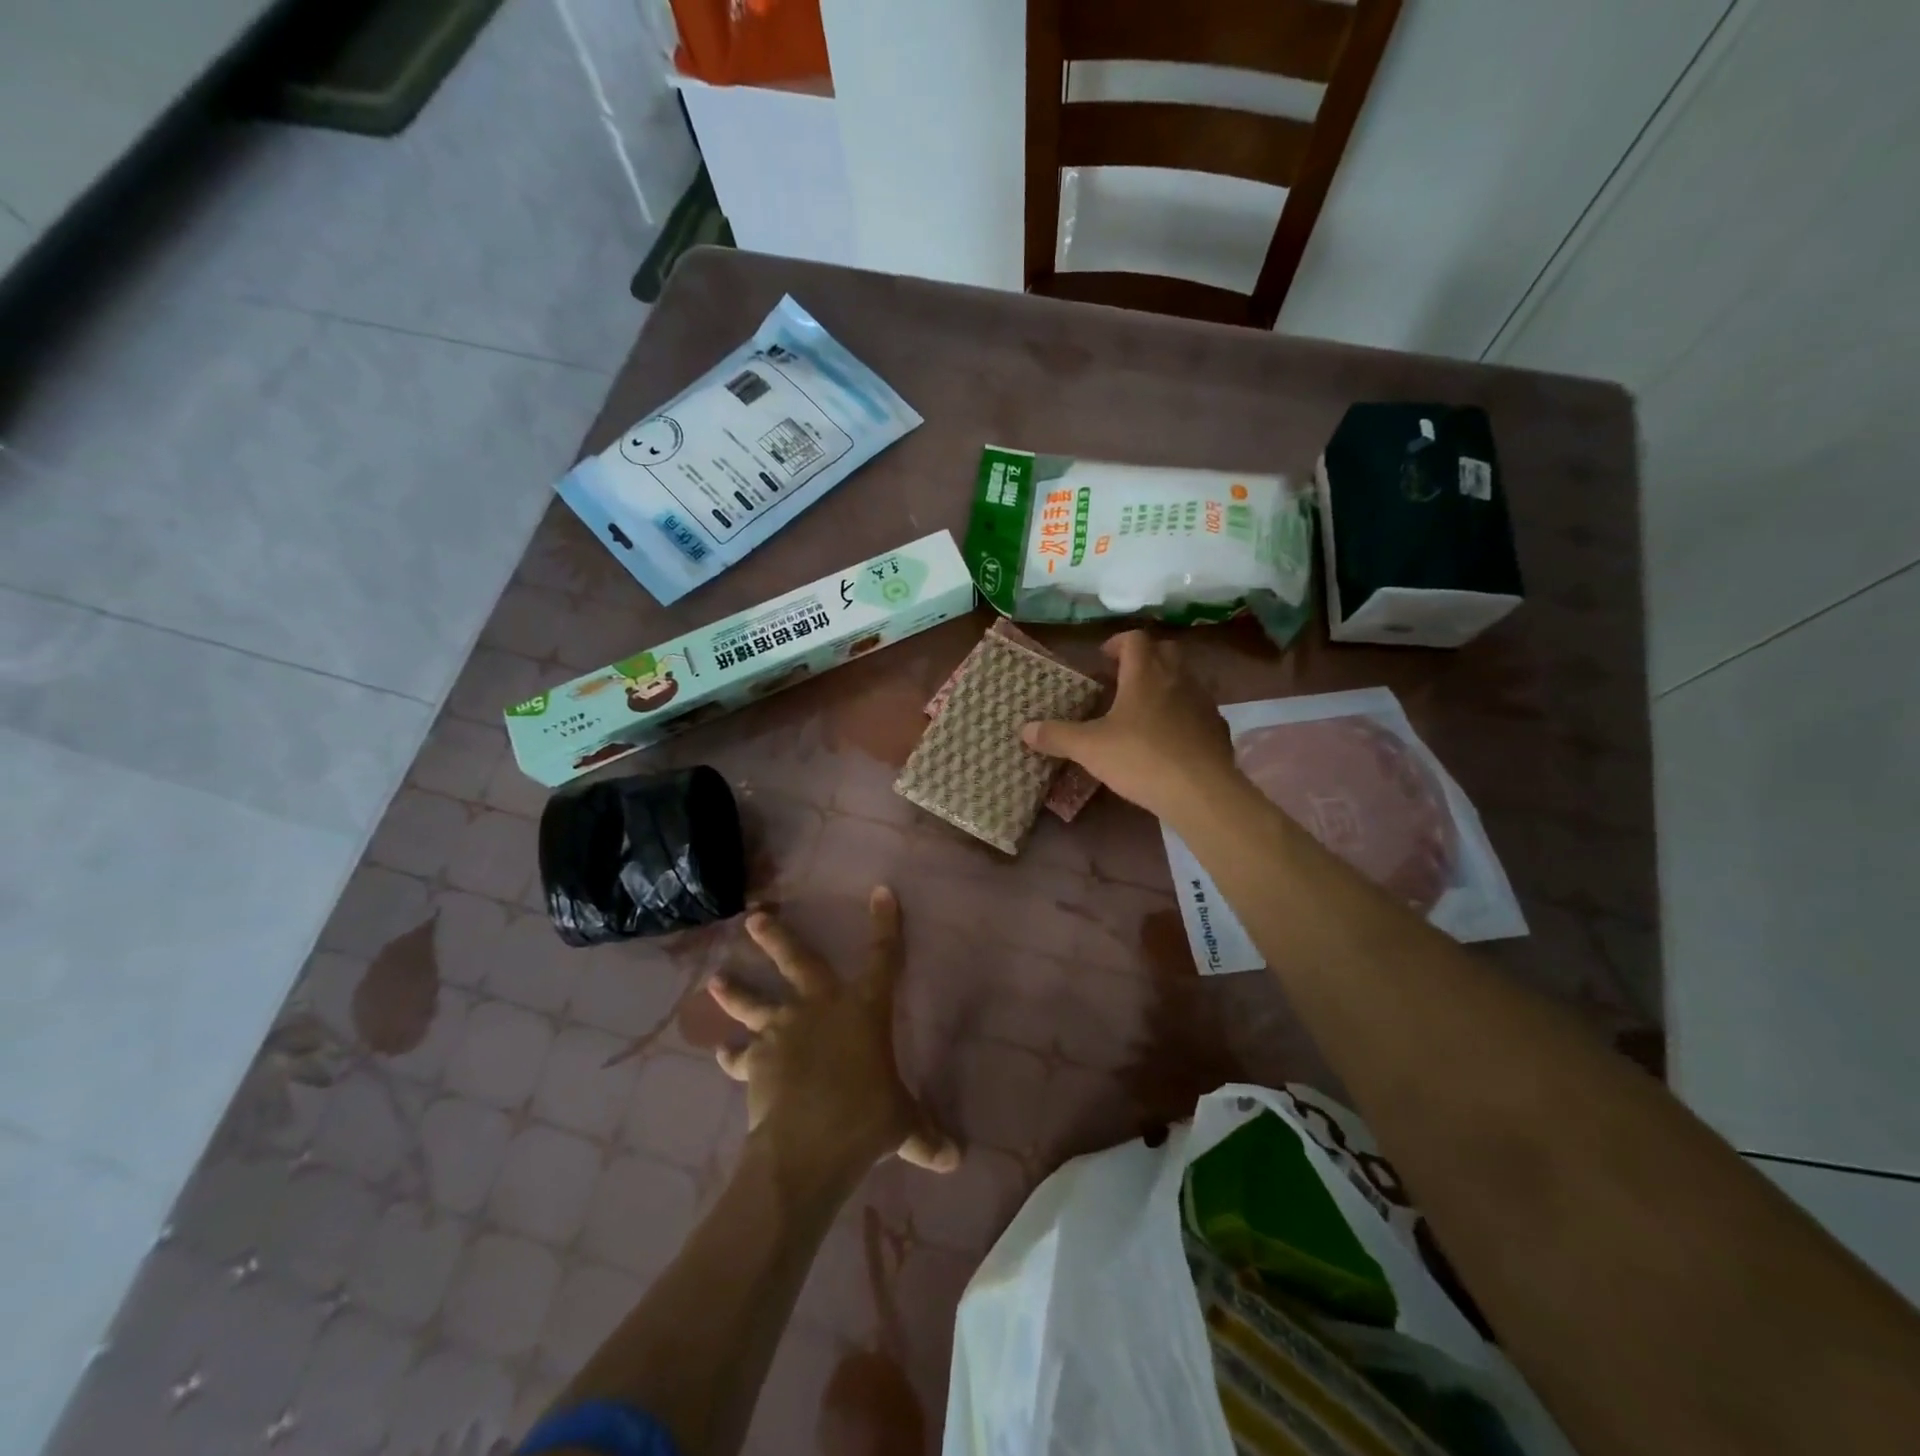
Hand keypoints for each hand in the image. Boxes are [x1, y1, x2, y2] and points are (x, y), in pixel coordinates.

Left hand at [707, 887, 959, 1176]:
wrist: (809, 1145)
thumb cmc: (867, 1120)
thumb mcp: (905, 1127)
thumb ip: (926, 1137)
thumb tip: (955, 1160)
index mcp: (864, 1010)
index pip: (884, 958)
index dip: (886, 924)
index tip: (882, 892)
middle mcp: (820, 1008)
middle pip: (797, 962)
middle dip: (776, 938)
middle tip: (754, 917)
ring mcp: (783, 1031)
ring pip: (754, 1003)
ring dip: (734, 992)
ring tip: (715, 979)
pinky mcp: (756, 1062)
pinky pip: (740, 1057)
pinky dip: (731, 1056)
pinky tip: (722, 1053)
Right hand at [1022, 630, 1238, 821]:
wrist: (1200, 791)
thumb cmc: (1140, 758)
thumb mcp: (1089, 749)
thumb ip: (1057, 736)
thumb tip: (1024, 729)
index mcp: (1145, 674)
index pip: (1135, 639)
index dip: (1117, 643)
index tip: (1103, 658)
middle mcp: (1177, 678)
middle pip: (1164, 651)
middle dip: (1144, 658)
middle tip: (1123, 679)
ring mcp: (1203, 702)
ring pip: (1184, 678)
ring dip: (1164, 684)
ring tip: (1143, 709)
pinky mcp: (1217, 727)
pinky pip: (1198, 709)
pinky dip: (1183, 712)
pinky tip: (1169, 737)